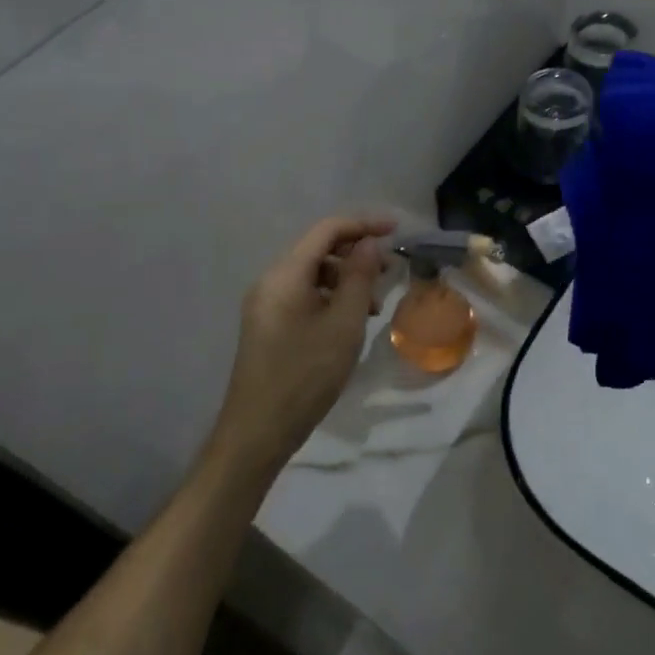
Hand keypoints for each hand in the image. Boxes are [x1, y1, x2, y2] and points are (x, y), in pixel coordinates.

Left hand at [208, 213, 393, 477]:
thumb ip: (359, 277)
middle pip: (318, 249)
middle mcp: (270, 280)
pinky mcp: (268, 323)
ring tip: (373, 305)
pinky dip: (330, 297)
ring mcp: (266, 303)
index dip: (363, 224)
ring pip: (312, 273)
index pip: (326, 230)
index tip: (396, 230)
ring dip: (345, 278)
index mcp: (285, 274)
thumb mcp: (344, 325)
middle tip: (389, 273)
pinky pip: (303, 294)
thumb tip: (368, 242)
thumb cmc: (306, 375)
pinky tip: (349, 321)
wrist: (258, 430)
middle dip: (356, 253)